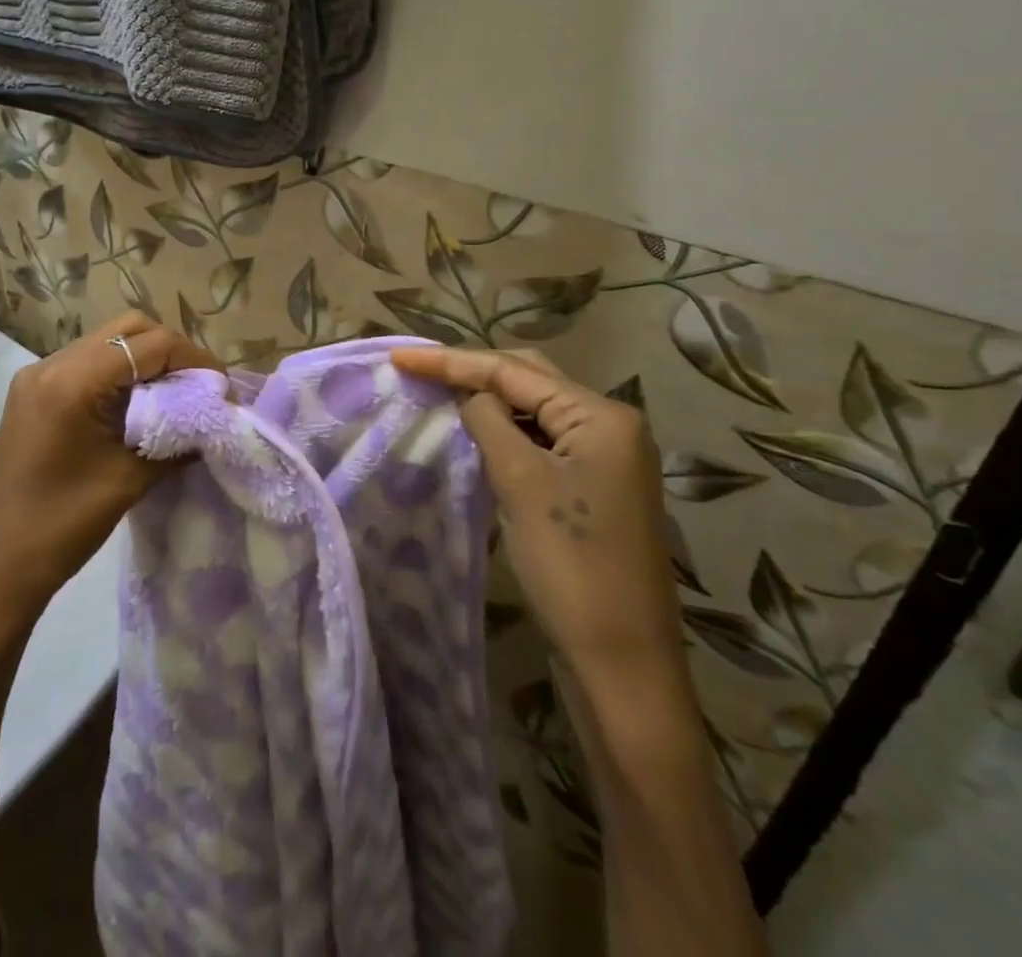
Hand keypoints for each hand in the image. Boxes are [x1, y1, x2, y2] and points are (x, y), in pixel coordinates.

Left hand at [0, 313, 218, 628]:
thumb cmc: (63, 526)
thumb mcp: (129, 479)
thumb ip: (176, 438)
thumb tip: (212, 418)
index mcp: (72, 382)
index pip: (149, 345)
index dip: (193, 359)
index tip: (221, 386)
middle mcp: (51, 364)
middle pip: (127, 330)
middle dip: (171, 350)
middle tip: (199, 384)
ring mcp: (37, 375)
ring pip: (107, 342)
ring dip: (145, 359)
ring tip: (176, 392)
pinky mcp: (33, 392)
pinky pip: (87, 363)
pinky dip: (120, 372)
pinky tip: (139, 402)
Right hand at [390, 345, 686, 694]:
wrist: (623, 664)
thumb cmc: (571, 566)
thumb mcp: (520, 482)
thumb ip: (488, 421)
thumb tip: (468, 394)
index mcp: (601, 416)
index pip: (512, 371)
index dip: (450, 361)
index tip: (398, 356)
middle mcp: (610, 426)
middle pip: (528, 379)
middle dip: (471, 371)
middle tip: (418, 368)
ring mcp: (606, 458)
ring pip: (534, 409)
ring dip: (488, 399)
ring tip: (438, 391)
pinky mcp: (594, 487)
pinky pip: (541, 440)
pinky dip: (506, 430)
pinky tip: (477, 431)